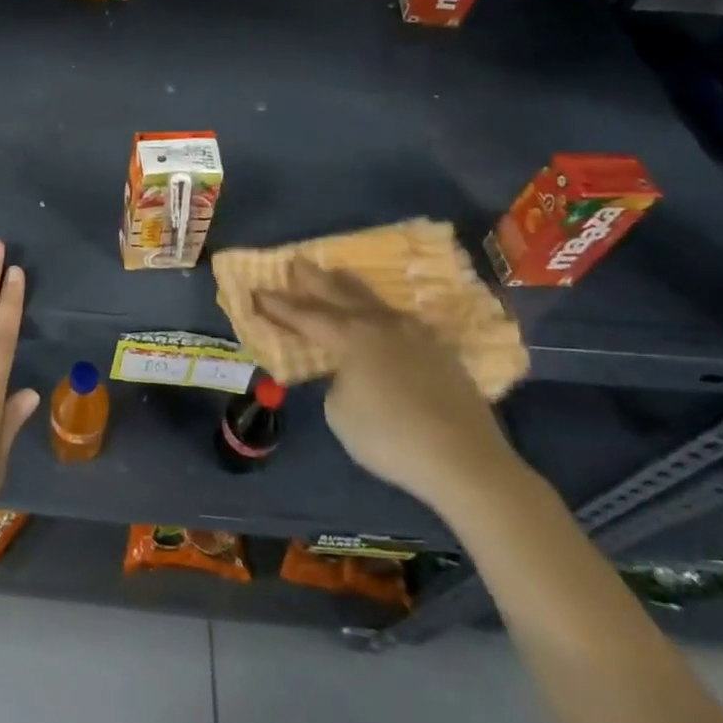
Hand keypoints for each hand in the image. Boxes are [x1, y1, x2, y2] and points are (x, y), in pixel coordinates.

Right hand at [256, 260, 519, 513]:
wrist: (466, 460)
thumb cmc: (391, 438)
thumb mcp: (340, 413)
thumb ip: (337, 382)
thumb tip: (350, 374)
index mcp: (350, 337)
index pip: (305, 315)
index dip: (278, 305)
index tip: (257, 291)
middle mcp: (380, 324)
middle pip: (340, 293)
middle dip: (314, 278)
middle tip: (297, 262)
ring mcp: (415, 334)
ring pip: (373, 300)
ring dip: (350, 287)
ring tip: (338, 274)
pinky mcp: (441, 351)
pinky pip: (400, 320)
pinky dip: (381, 313)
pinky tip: (383, 316)